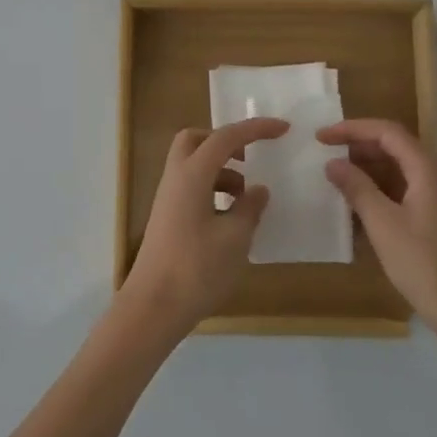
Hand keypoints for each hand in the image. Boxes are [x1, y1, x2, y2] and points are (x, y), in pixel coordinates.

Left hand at [120, 117, 287, 338]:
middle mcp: (175, 178)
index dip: (255, 129)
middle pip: (196, 140)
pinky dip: (213, 190)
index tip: (283, 129)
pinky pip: (191, 187)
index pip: (225, 137)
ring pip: (194, 165)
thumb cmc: (196, 269)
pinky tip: (231, 219)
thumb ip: (249, 208)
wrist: (152, 308)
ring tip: (247, 199)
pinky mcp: (167, 218)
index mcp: (191, 174)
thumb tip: (258, 190)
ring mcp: (167, 198)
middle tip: (250, 160)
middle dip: (225, 142)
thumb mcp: (235, 238)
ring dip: (222, 171)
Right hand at [319, 118, 436, 341]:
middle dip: (359, 146)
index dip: (352, 129)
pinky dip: (381, 190)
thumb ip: (357, 188)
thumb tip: (333, 163)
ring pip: (400, 169)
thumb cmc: (424, 264)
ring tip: (338, 178)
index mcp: (427, 169)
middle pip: (395, 146)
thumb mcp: (383, 224)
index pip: (387, 132)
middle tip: (327, 155)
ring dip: (369, 169)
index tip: (322, 137)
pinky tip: (360, 207)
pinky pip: (405, 190)